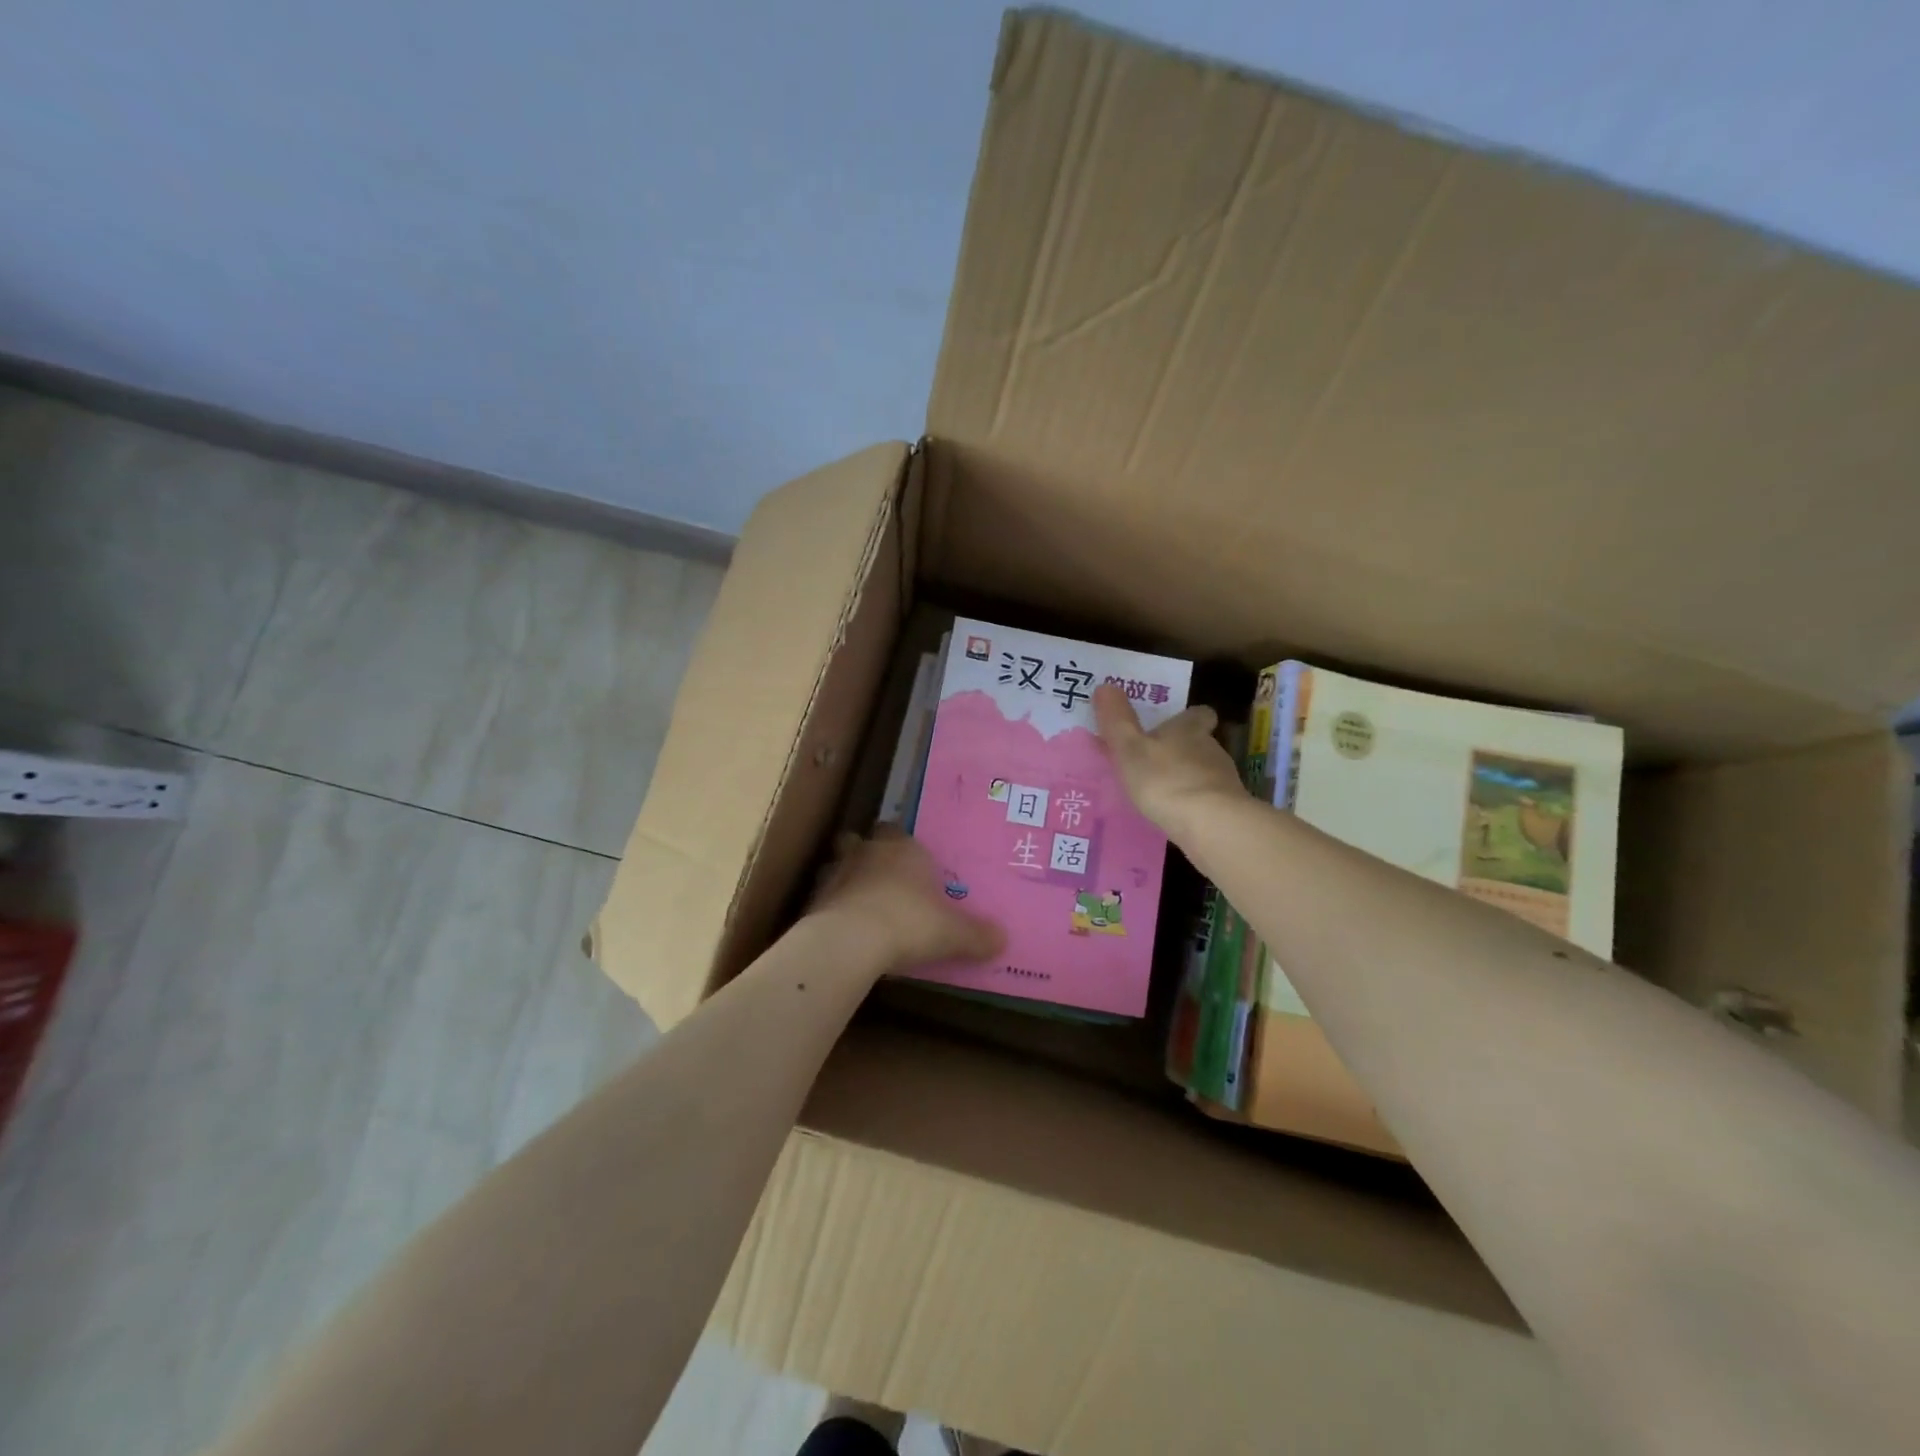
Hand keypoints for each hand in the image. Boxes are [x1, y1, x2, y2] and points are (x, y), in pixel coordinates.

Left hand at [811, 828, 1003, 970]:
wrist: (851, 940)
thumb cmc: (910, 923)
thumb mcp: (953, 933)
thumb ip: (977, 935)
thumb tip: (1003, 940)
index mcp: (903, 848)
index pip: (899, 831)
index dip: (904, 846)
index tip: (912, 867)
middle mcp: (867, 851)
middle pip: (862, 840)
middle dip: (869, 854)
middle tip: (882, 879)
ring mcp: (835, 872)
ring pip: (838, 864)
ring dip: (847, 878)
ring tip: (860, 903)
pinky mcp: (814, 898)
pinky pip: (824, 896)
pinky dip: (832, 907)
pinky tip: (843, 927)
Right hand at [1093, 683, 1246, 839]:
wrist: (1210, 824)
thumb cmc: (1164, 779)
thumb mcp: (1129, 747)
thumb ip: (1117, 719)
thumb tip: (1106, 685)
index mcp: (1189, 729)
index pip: (1199, 714)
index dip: (1188, 718)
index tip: (1173, 725)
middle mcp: (1211, 749)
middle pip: (1200, 743)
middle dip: (1181, 750)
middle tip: (1155, 762)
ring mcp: (1224, 781)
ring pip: (1204, 772)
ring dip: (1186, 778)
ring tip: (1161, 793)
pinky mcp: (1228, 809)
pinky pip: (1208, 800)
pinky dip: (1194, 804)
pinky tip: (1176, 816)